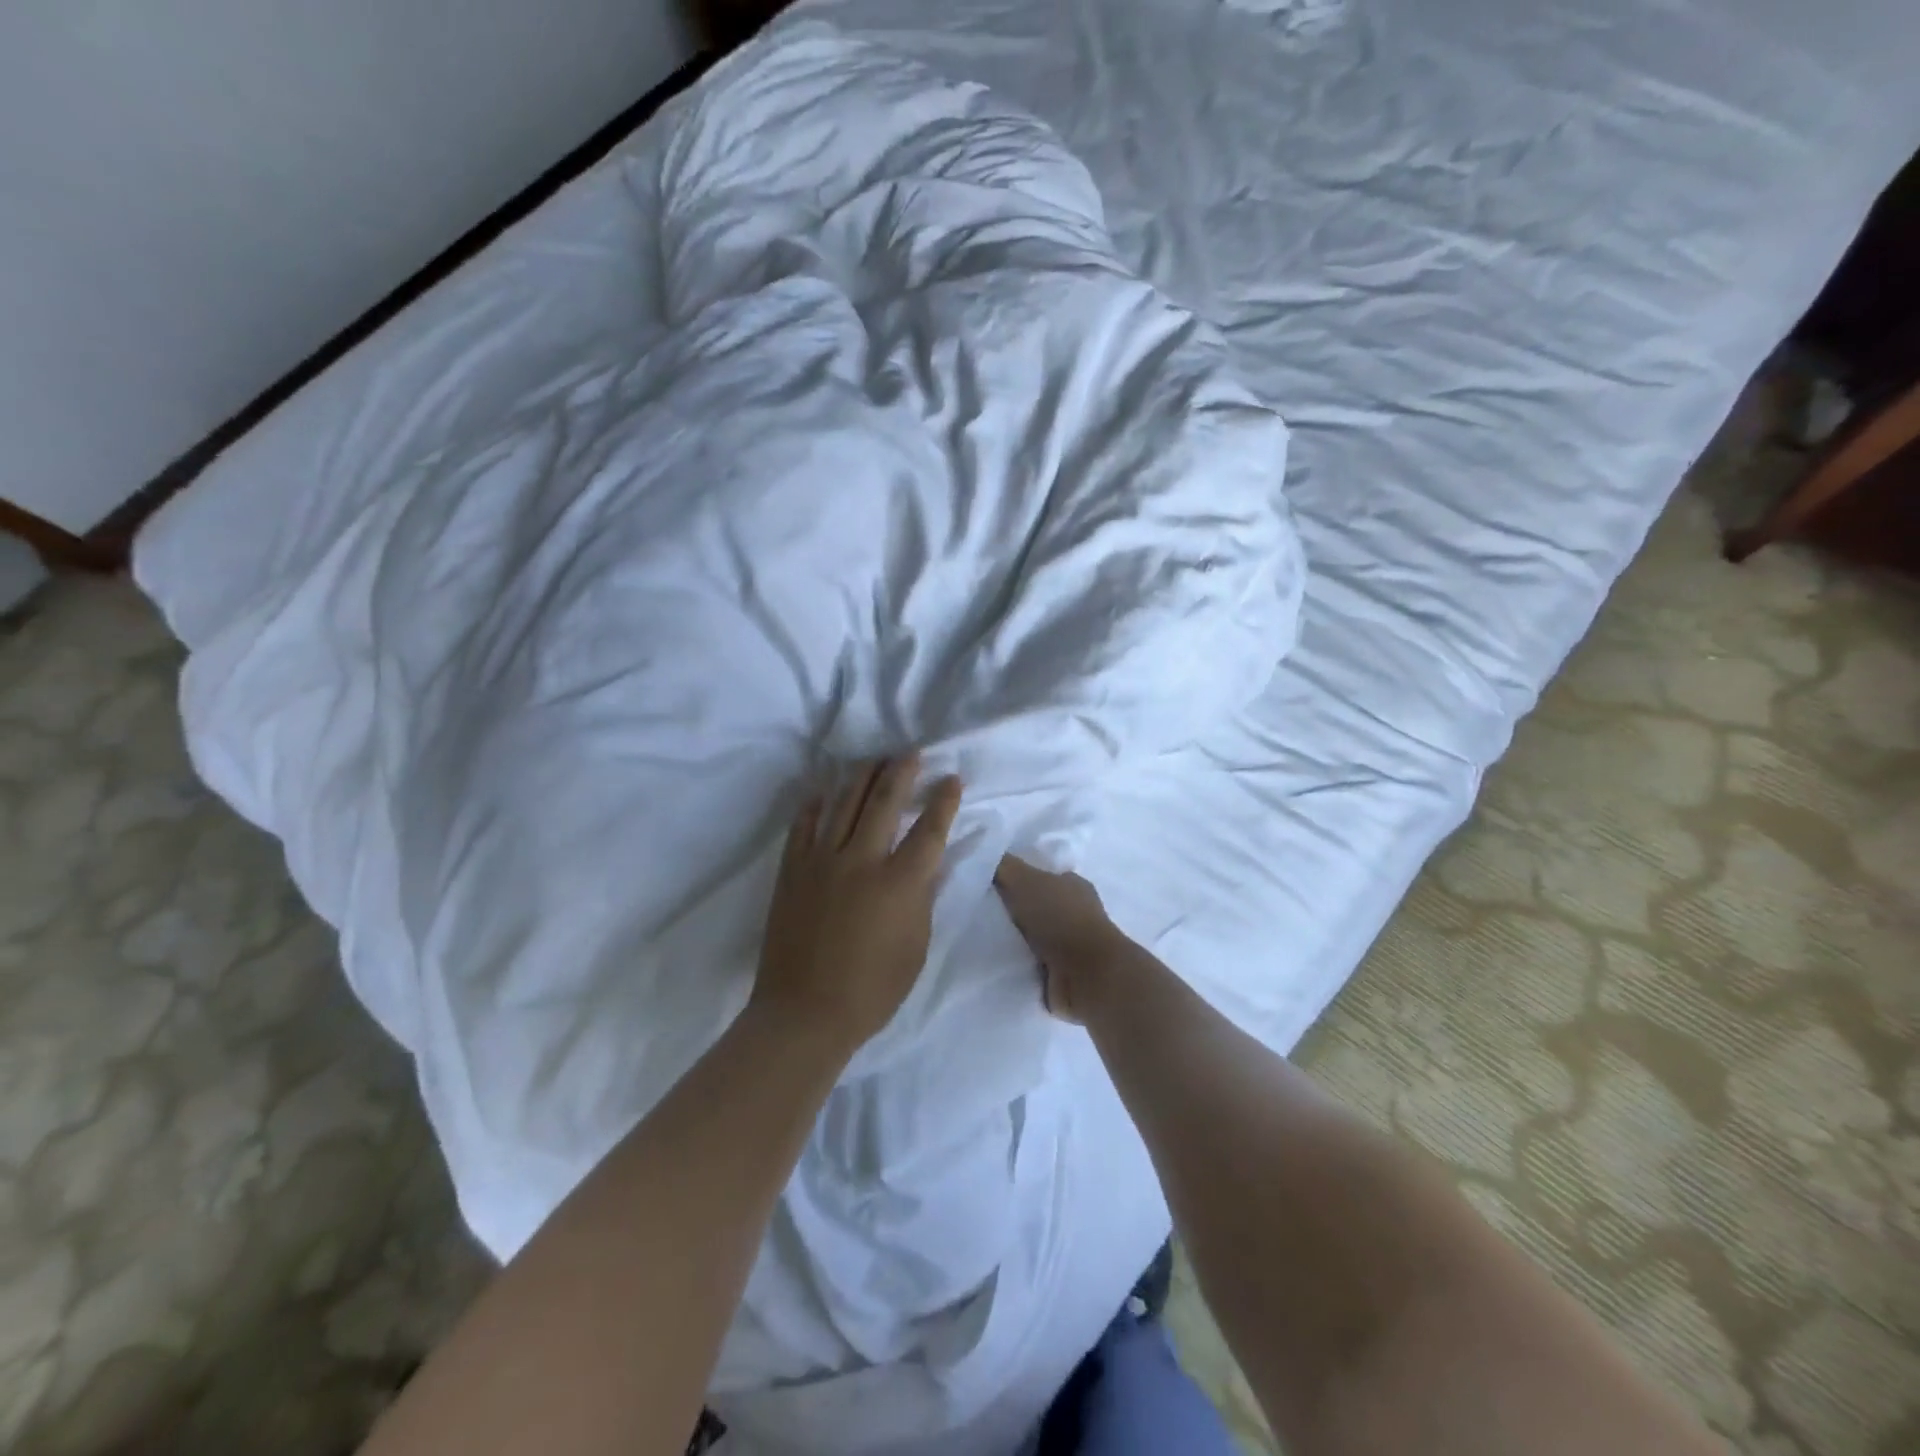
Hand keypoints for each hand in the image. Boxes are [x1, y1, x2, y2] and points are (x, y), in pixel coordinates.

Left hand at [754, 755, 963, 1053]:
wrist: (804, 1013)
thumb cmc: (872, 991)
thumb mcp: (915, 948)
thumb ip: (921, 899)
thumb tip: (925, 866)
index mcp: (899, 883)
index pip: (929, 829)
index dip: (943, 801)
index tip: (951, 779)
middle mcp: (861, 860)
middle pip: (884, 801)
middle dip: (901, 772)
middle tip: (910, 753)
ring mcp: (821, 862)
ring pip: (843, 804)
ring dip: (861, 777)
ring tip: (873, 760)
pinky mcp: (792, 871)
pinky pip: (803, 825)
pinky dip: (815, 804)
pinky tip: (823, 791)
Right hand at [992, 855, 1121, 1025]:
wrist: (1087, 975)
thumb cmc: (1060, 919)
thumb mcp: (1025, 880)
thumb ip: (1005, 866)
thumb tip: (984, 855)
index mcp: (1072, 885)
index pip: (1041, 875)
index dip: (1017, 878)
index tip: (989, 884)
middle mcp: (1075, 912)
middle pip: (1036, 906)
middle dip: (1013, 910)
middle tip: (979, 911)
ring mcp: (1072, 945)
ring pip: (1033, 936)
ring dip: (1014, 939)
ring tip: (982, 938)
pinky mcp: (1064, 973)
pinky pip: (1032, 963)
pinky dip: (1018, 963)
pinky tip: (996, 961)